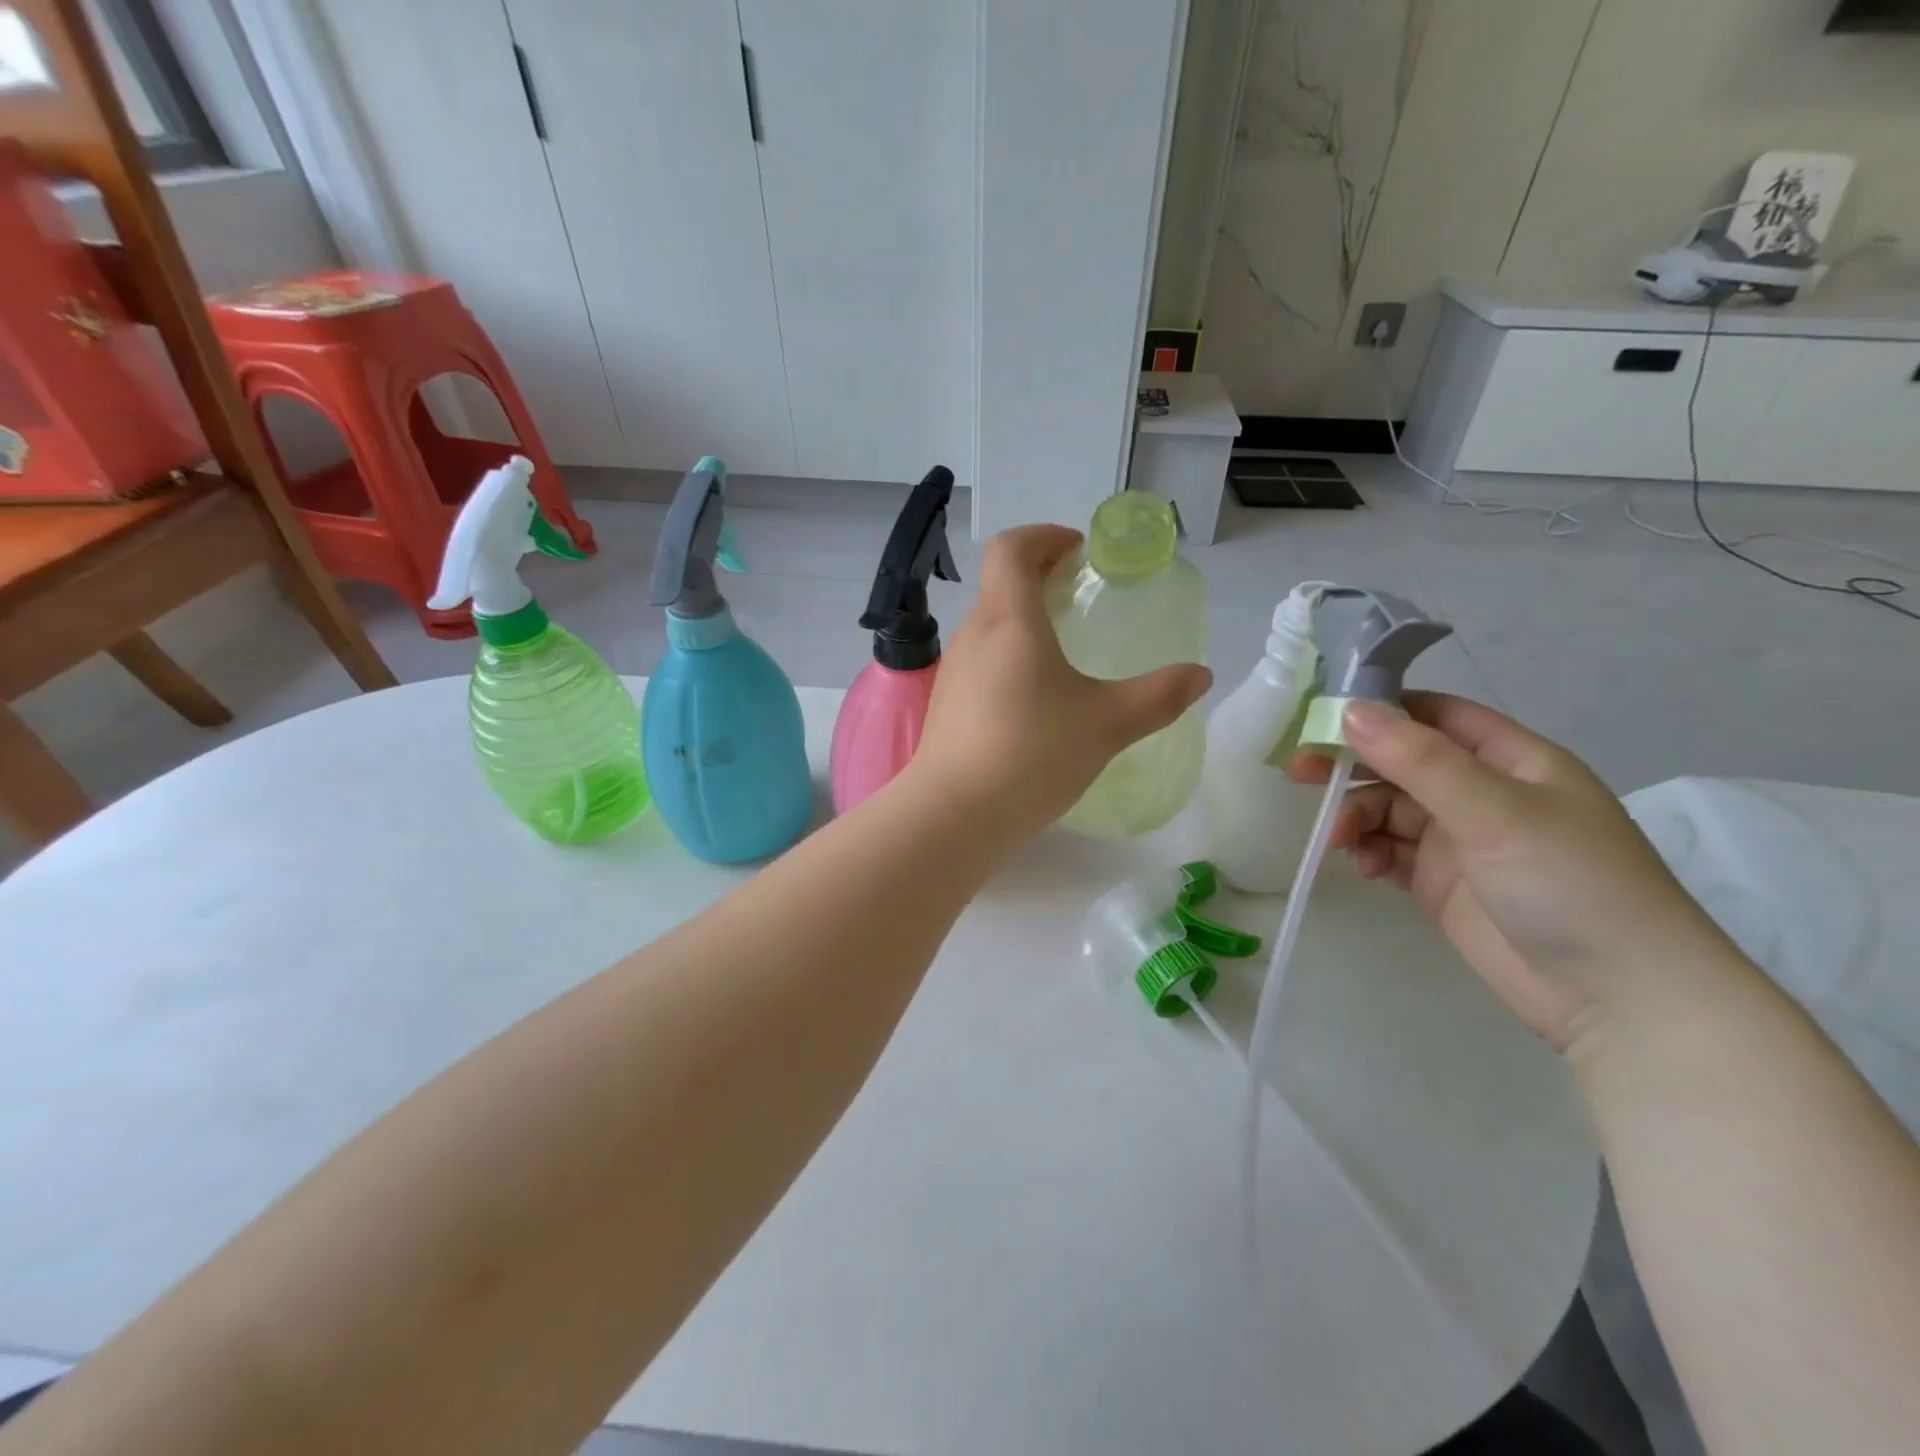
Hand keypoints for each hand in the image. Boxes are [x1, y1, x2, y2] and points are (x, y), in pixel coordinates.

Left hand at [909, 526, 1210, 839]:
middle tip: (1081, 599)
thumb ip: (1158, 696)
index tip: (1079, 552)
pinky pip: (981, 663)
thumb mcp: (1107, 723)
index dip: (1044, 536)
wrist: (955, 815)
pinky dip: (1009, 658)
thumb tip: (1200, 675)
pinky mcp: (946, 706)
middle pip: (1001, 585)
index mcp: (1007, 619)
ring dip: (1024, 621)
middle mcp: (973, 635)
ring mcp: (953, 672)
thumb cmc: (1033, 754)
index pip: (1012, 548)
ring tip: (1064, 651)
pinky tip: (1035, 700)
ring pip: (989, 626)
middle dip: (1041, 579)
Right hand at [1295, 694, 1723, 1050]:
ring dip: (1357, 815)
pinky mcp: (1443, 883)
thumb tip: (1349, 711)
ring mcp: (1462, 840)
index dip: (1380, 710)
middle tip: (1301, 774)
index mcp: (1511, 760)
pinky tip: (1366, 866)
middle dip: (1352, 765)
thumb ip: (1419, 760)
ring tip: (1341, 839)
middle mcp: (1483, 793)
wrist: (1619, 998)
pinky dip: (1369, 851)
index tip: (1321, 718)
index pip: (1434, 715)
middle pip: (1401, 762)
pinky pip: (1390, 851)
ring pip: (1388, 808)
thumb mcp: (1495, 810)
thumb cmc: (1569, 882)